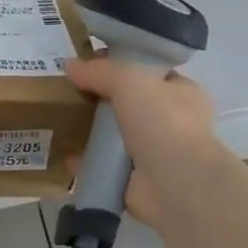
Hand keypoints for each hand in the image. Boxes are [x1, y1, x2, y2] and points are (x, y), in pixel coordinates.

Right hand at [64, 57, 218, 224]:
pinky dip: (87, 163)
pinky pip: (105, 167)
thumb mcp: (130, 80)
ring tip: (63, 122)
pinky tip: (67, 157)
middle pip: (131, 104)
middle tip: (71, 93)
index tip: (90, 64)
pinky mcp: (137, 182)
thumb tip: (71, 65)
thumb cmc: (163, 122)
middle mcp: (172, 123)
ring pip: (117, 137)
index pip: (151, 73)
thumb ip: (100, 71)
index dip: (123, 65)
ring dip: (93, 133)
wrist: (176, 184)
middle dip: (103, 100)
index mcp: (183, 93)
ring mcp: (155, 155)